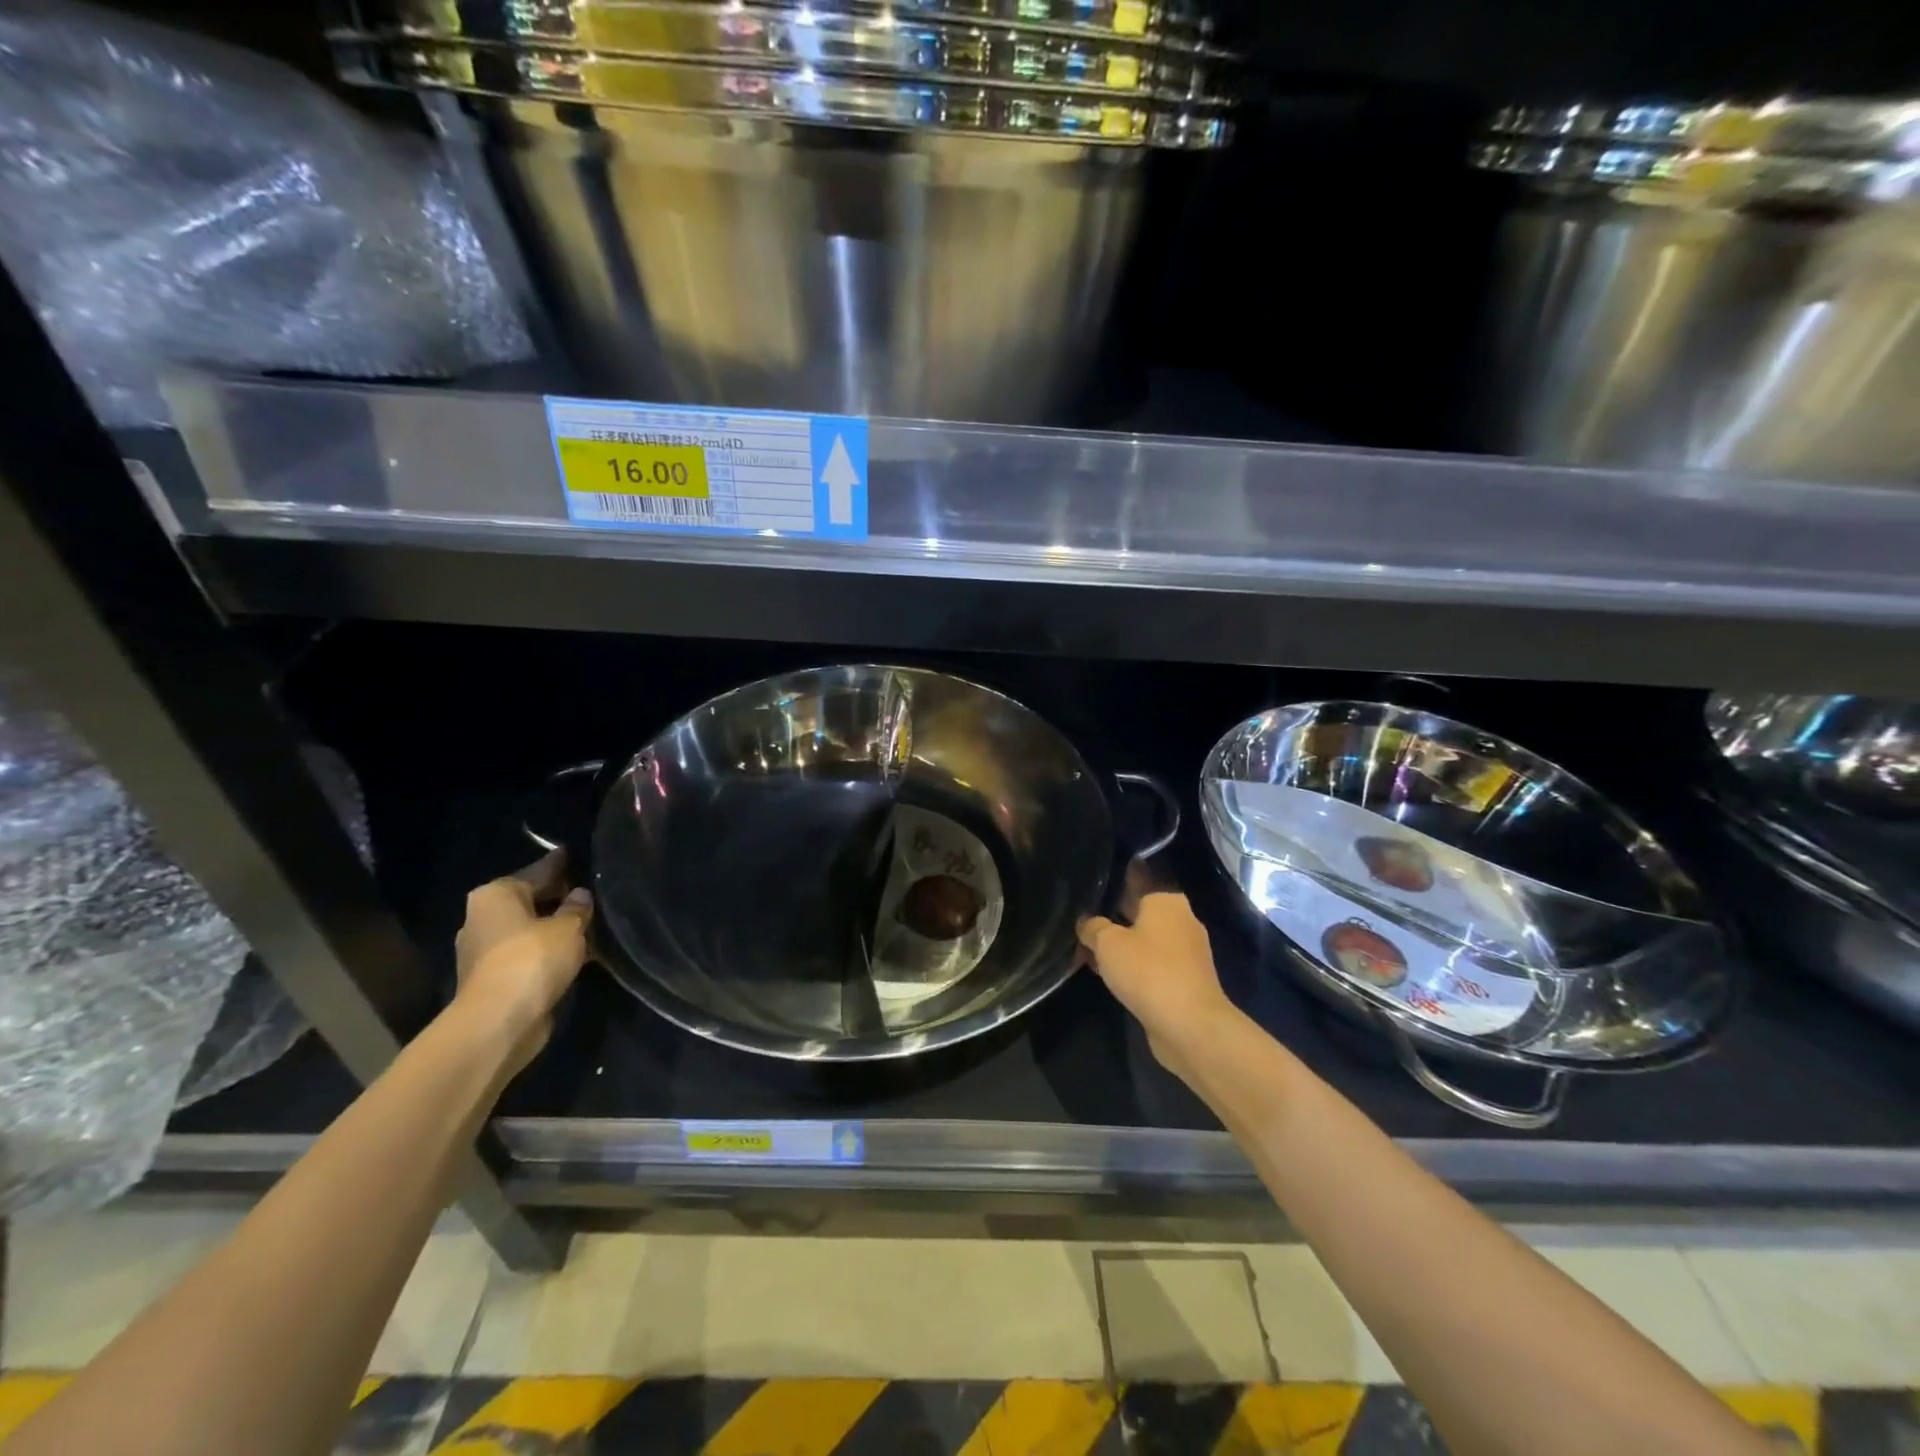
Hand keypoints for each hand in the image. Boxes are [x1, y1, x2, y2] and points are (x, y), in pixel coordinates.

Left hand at [453, 849, 592, 1073]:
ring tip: (591, 924)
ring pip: (531, 930)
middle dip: (559, 899)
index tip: (575, 854)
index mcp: (496, 895)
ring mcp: (486, 952)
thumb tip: (580, 896)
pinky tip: (577, 952)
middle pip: (531, 900)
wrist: (499, 1022)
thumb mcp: (569, 927)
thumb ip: (578, 908)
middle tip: (592, 893)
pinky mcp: (495, 980)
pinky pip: (530, 955)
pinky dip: (550, 953)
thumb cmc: (532, 959)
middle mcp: (484, 918)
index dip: (561, 864)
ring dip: (556, 929)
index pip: (538, 871)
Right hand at [1078, 887, 1239, 1082]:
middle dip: (1113, 917)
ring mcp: (1187, 953)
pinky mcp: (1185, 981)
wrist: (1190, 1026)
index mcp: (1166, 901)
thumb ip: (1093, 928)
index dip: (1113, 882)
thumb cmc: (1148, 971)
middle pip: (1139, 912)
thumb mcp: (1107, 943)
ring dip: (1121, 946)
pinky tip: (1109, 974)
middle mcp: (1181, 920)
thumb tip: (1087, 923)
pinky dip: (1133, 967)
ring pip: (1144, 940)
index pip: (1136, 881)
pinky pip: (1152, 965)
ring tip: (1089, 950)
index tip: (1091, 886)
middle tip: (1081, 919)